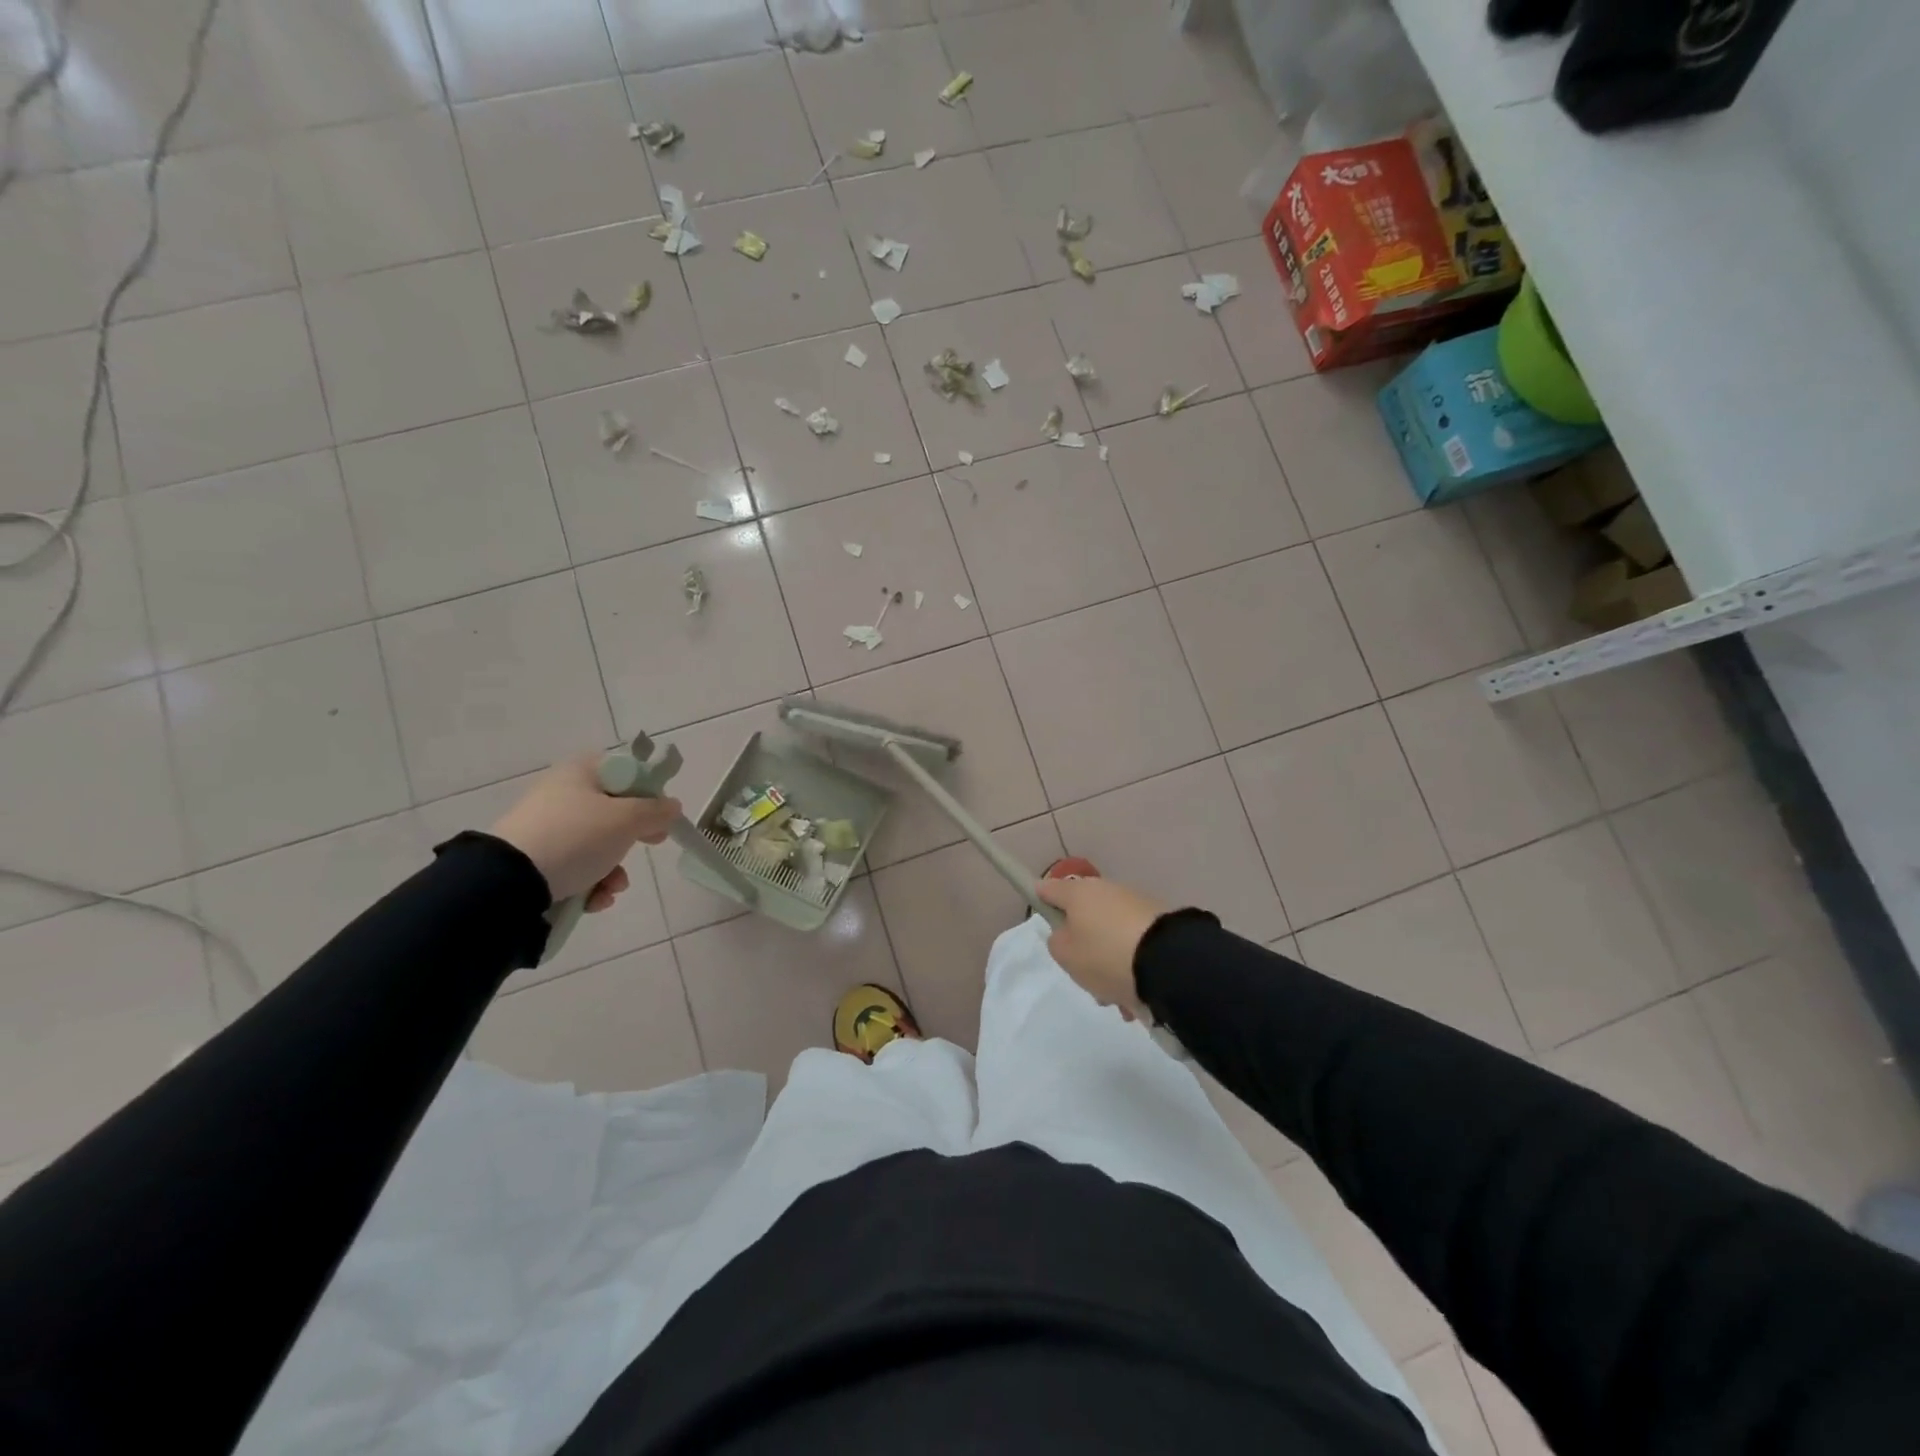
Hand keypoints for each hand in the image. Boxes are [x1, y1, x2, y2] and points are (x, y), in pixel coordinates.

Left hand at [489, 752, 679, 907]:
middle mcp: (561, 794)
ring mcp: (546, 828)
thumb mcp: (627, 820)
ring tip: (613, 888)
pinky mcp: (535, 860)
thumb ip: (656, 811)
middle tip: (651, 845)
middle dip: (633, 838)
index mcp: (580, 773)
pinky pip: (575, 866)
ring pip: (597, 844)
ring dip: (614, 869)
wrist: (509, 882)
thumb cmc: (576, 837)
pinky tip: (594, 900)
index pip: (625, 771)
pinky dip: (590, 883)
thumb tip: (672, 806)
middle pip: (613, 811)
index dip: (648, 791)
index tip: (661, 814)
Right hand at [1035, 876, 1167, 1020]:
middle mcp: (1106, 891)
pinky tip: (1135, 995)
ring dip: (1109, 962)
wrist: (1168, 962)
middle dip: (1083, 946)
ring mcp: (1135, 905)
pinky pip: (1133, 945)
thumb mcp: (1066, 955)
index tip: (1039, 910)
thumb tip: (1068, 932)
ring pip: (1109, 935)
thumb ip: (1057, 941)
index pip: (1050, 888)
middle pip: (1083, 917)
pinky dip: (1131, 967)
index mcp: (1078, 893)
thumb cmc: (1105, 955)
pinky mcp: (1159, 922)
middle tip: (1084, 975)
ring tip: (1116, 996)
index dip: (1041, 898)